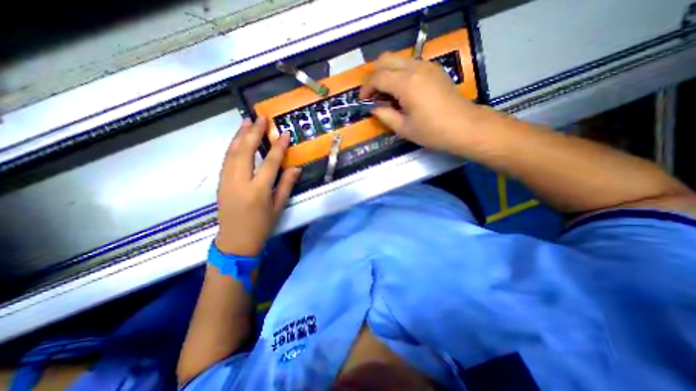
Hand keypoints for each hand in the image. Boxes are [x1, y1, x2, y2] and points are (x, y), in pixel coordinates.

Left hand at [215, 117, 301, 255]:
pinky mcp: (220, 182)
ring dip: (240, 135)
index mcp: (258, 191)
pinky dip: (232, 145)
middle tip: (262, 118)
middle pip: (245, 151)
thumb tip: (296, 168)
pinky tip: (238, 138)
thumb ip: (286, 185)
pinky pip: (226, 159)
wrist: (235, 241)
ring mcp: (226, 181)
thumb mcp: (278, 207)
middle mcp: (240, 182)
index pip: (269, 163)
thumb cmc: (261, 226)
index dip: (278, 147)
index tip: (284, 133)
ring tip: (247, 121)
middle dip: (254, 132)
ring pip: (232, 152)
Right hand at [362, 51, 481, 154]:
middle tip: (373, 95)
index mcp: (406, 84)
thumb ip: (384, 115)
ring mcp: (427, 66)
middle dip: (374, 76)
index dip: (366, 89)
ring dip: (387, 73)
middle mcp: (415, 68)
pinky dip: (399, 74)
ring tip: (386, 95)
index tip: (363, 101)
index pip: (378, 77)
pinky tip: (401, 91)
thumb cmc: (432, 132)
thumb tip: (374, 107)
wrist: (464, 127)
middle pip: (386, 59)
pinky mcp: (434, 69)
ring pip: (398, 59)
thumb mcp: (403, 128)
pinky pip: (409, 64)